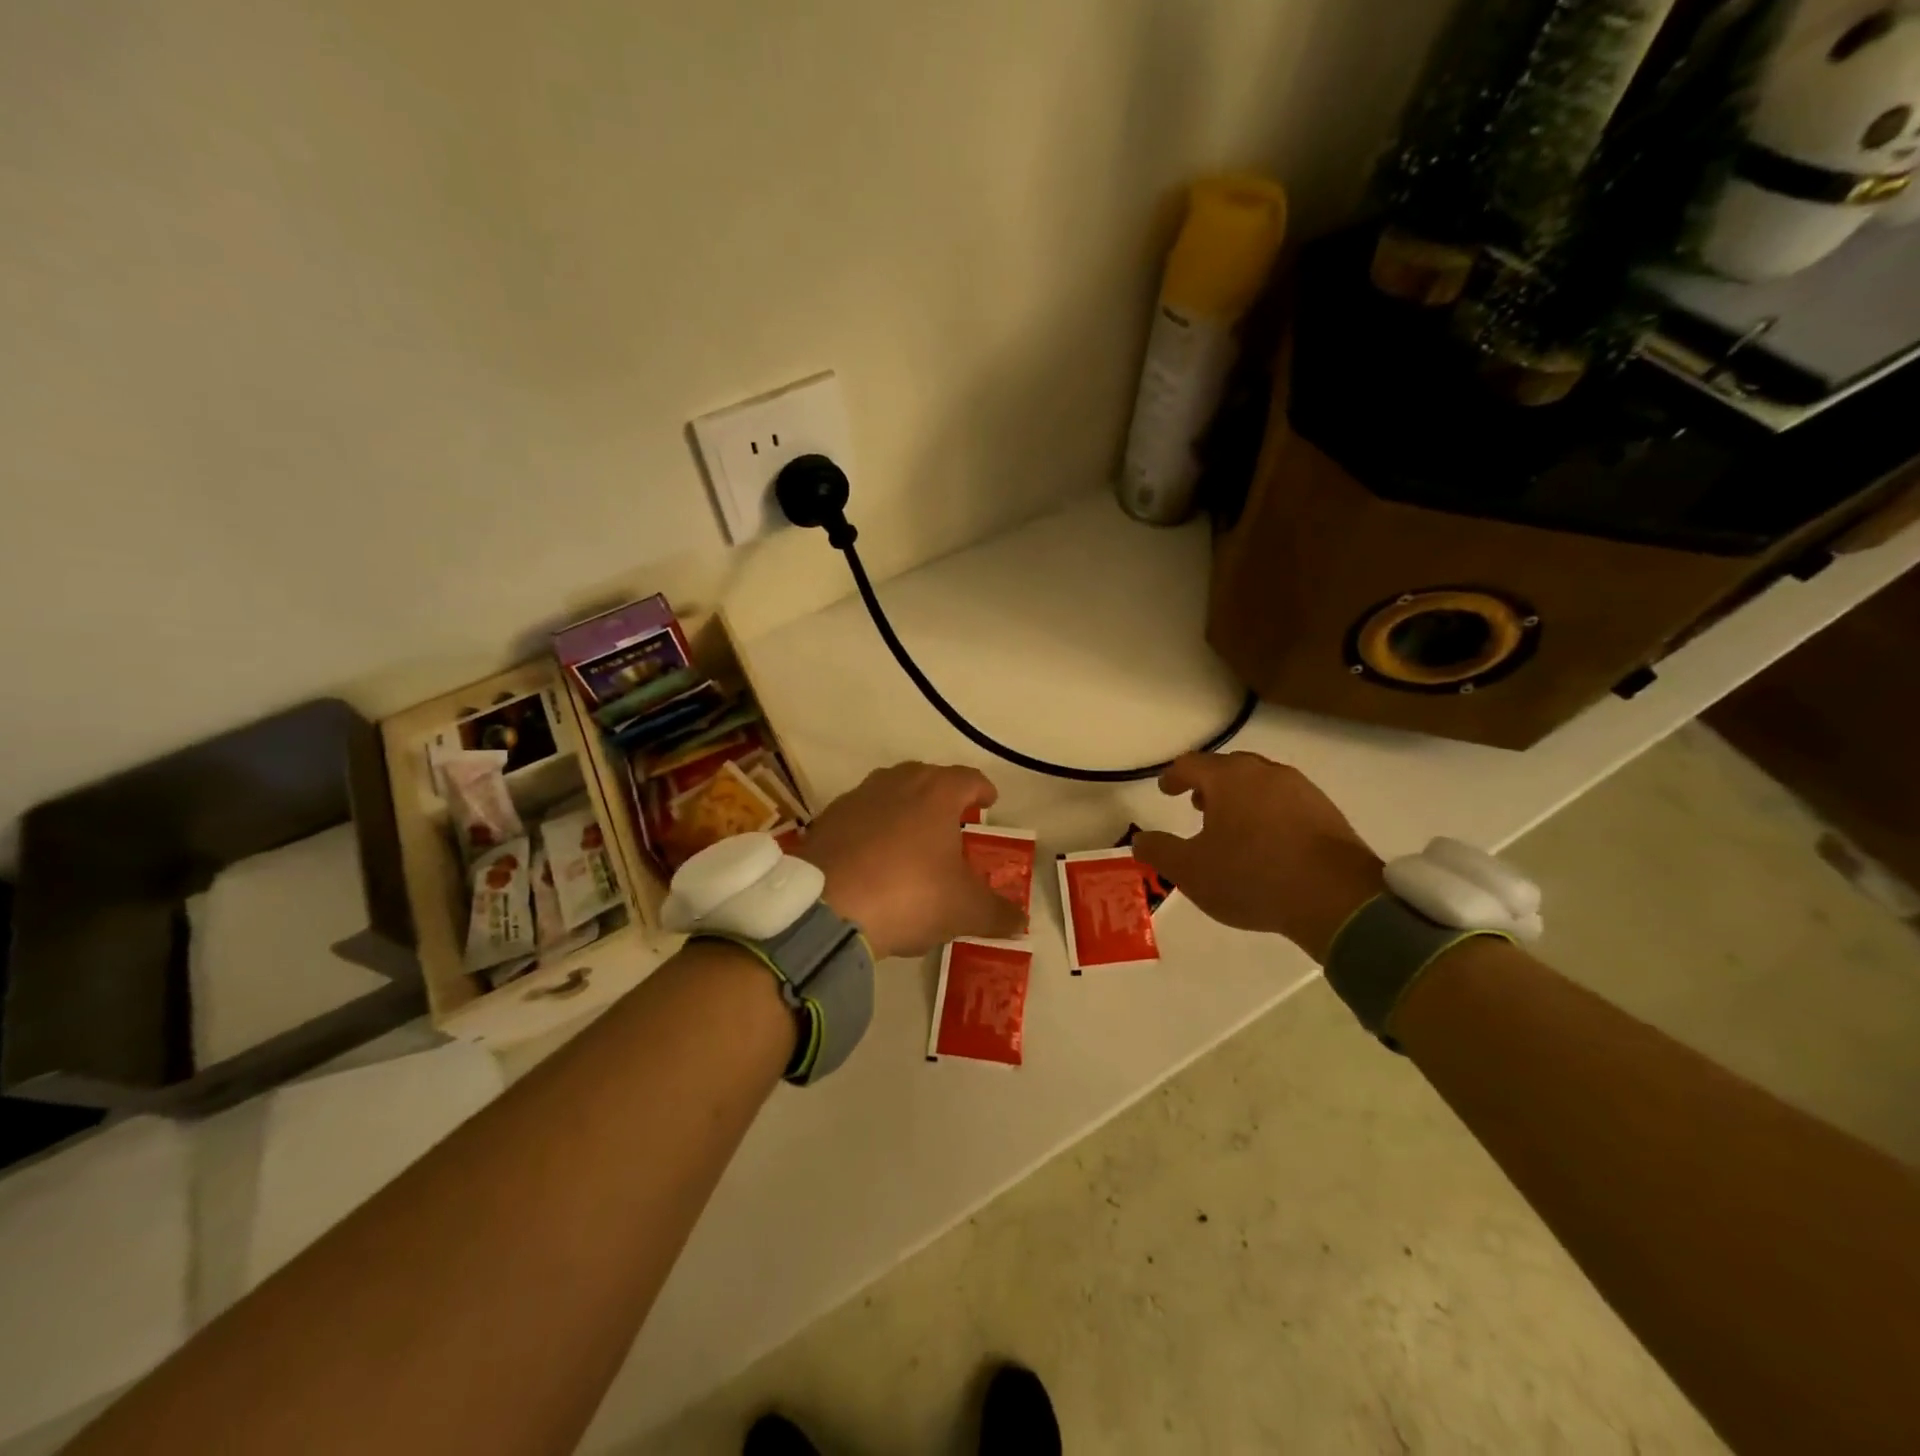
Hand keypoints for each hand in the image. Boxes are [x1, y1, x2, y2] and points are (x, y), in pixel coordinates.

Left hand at [796, 762, 1025, 959]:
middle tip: (953, 819)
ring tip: (913, 837)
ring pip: (890, 792)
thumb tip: (1021, 921)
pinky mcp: (827, 819)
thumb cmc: (909, 895)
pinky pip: (860, 816)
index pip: (968, 778)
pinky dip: (873, 828)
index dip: (982, 790)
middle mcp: (897, 783)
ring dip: (905, 808)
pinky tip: (874, 858)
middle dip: (943, 795)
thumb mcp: (964, 910)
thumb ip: (997, 914)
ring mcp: (858, 798)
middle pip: (927, 777)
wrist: (826, 907)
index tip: (989, 802)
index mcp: (937, 793)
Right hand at [1131, 752, 1383, 961]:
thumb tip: (1141, 840)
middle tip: (1197, 805)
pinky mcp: (1327, 811)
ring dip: (1240, 797)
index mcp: (1228, 778)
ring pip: (1260, 783)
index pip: (1191, 764)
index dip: (1174, 776)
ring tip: (1232, 825)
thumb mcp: (1190, 871)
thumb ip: (1159, 851)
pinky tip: (1268, 841)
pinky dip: (1268, 812)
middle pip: (1228, 768)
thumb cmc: (1251, 877)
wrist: (1336, 899)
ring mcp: (1301, 789)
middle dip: (1209, 784)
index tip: (1166, 789)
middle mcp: (1264, 773)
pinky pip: (1286, 802)